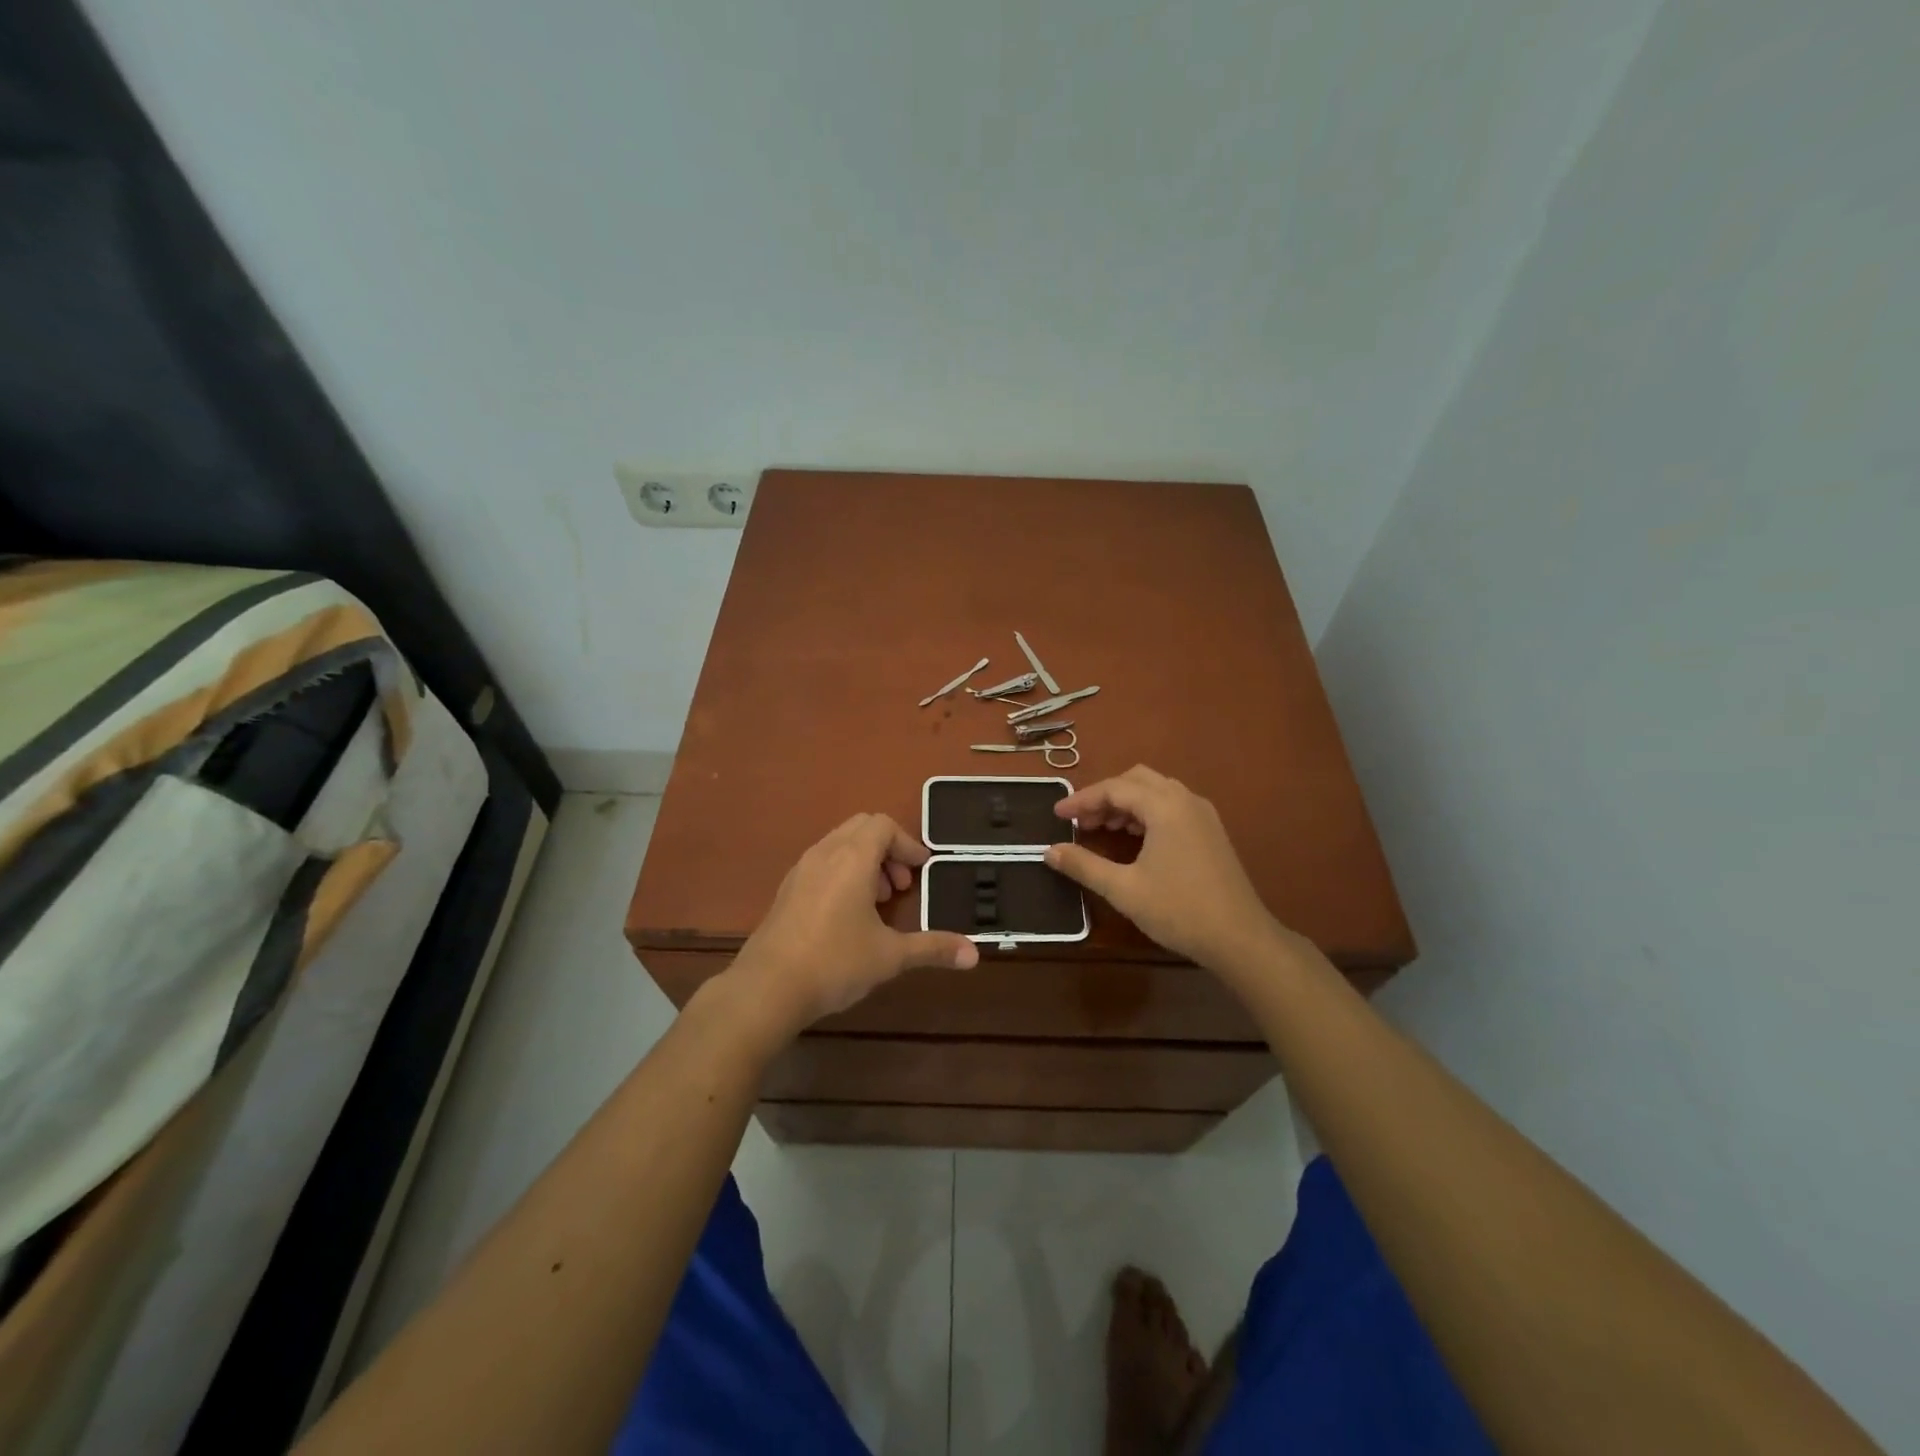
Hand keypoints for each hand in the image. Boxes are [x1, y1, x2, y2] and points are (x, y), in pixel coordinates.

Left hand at [725, 814, 979, 1043]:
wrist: (767, 989)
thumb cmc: (835, 963)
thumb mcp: (891, 956)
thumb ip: (933, 948)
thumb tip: (975, 955)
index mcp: (852, 858)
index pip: (883, 825)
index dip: (908, 843)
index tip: (923, 870)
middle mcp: (825, 853)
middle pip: (861, 828)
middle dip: (888, 849)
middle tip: (902, 885)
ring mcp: (801, 870)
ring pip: (839, 844)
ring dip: (865, 862)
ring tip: (878, 902)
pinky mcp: (786, 890)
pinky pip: (822, 863)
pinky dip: (843, 873)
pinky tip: (848, 915)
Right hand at [1047, 766, 1287, 974]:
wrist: (1240, 938)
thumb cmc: (1179, 910)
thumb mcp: (1123, 889)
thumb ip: (1083, 865)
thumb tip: (1049, 851)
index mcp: (1165, 806)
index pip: (1114, 788)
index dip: (1082, 800)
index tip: (1057, 815)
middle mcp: (1185, 800)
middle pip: (1136, 780)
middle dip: (1105, 796)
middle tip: (1081, 821)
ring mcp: (1202, 814)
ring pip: (1156, 791)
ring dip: (1126, 803)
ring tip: (1102, 829)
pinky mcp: (1210, 831)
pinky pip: (1171, 806)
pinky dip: (1146, 812)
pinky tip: (1134, 838)